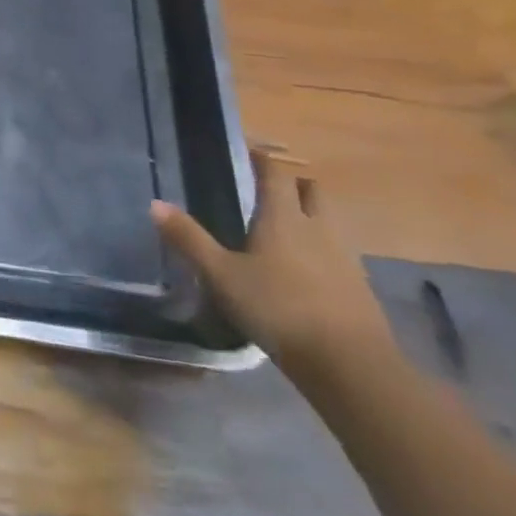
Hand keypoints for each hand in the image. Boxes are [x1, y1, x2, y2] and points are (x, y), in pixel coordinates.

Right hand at [152, 150, 395, 385]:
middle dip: (293, 184)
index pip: (275, 172)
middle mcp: (318, 228)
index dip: (262, 157)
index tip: (248, 149)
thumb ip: (189, 239)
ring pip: (328, 222)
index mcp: (284, 217)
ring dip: (311, 216)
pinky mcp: (360, 289)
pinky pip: (339, 254)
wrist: (351, 366)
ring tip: (284, 229)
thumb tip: (155, 203)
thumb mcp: (221, 275)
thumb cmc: (278, 308)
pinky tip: (305, 271)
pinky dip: (322, 252)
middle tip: (267, 190)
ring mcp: (345, 259)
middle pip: (311, 191)